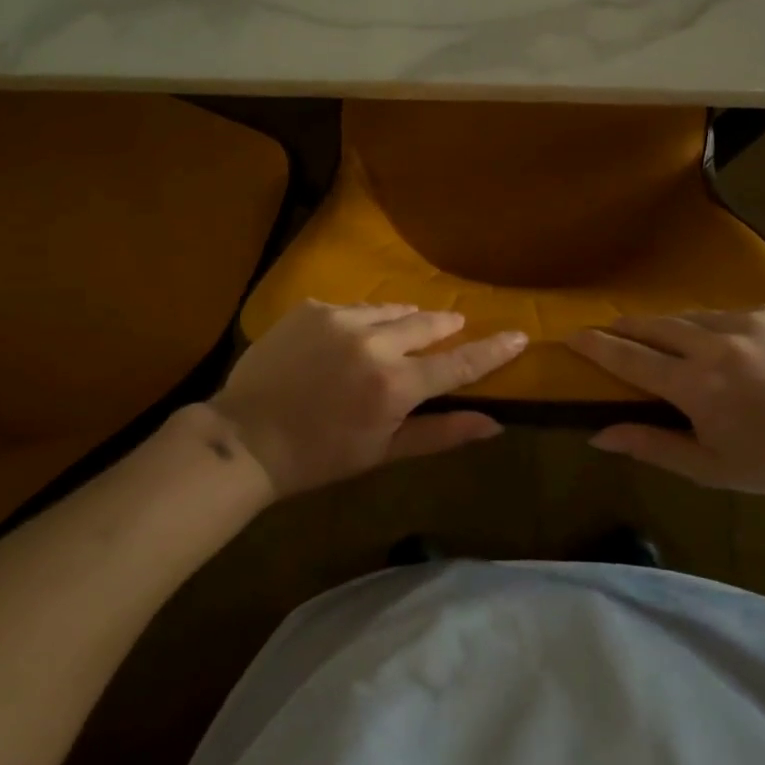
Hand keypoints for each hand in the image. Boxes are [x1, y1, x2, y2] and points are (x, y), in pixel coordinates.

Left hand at [209, 300, 526, 496]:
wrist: (246, 438)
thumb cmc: (320, 456)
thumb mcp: (384, 452)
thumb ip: (441, 434)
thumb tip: (494, 425)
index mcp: (396, 385)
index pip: (459, 363)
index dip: (492, 350)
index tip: (518, 334)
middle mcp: (374, 342)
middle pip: (428, 323)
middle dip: (444, 326)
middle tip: (452, 326)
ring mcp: (341, 319)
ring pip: (390, 310)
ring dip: (402, 321)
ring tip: (397, 335)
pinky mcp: (313, 308)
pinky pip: (352, 308)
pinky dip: (360, 321)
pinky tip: (346, 341)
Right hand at [570, 305, 764, 498]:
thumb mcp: (711, 467)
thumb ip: (652, 446)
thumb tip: (598, 434)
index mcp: (697, 386)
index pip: (630, 358)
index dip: (596, 346)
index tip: (571, 335)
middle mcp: (714, 344)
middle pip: (652, 326)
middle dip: (624, 328)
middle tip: (607, 331)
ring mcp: (744, 321)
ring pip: (687, 317)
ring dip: (666, 328)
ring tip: (660, 340)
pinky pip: (723, 314)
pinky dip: (709, 328)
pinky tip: (719, 346)